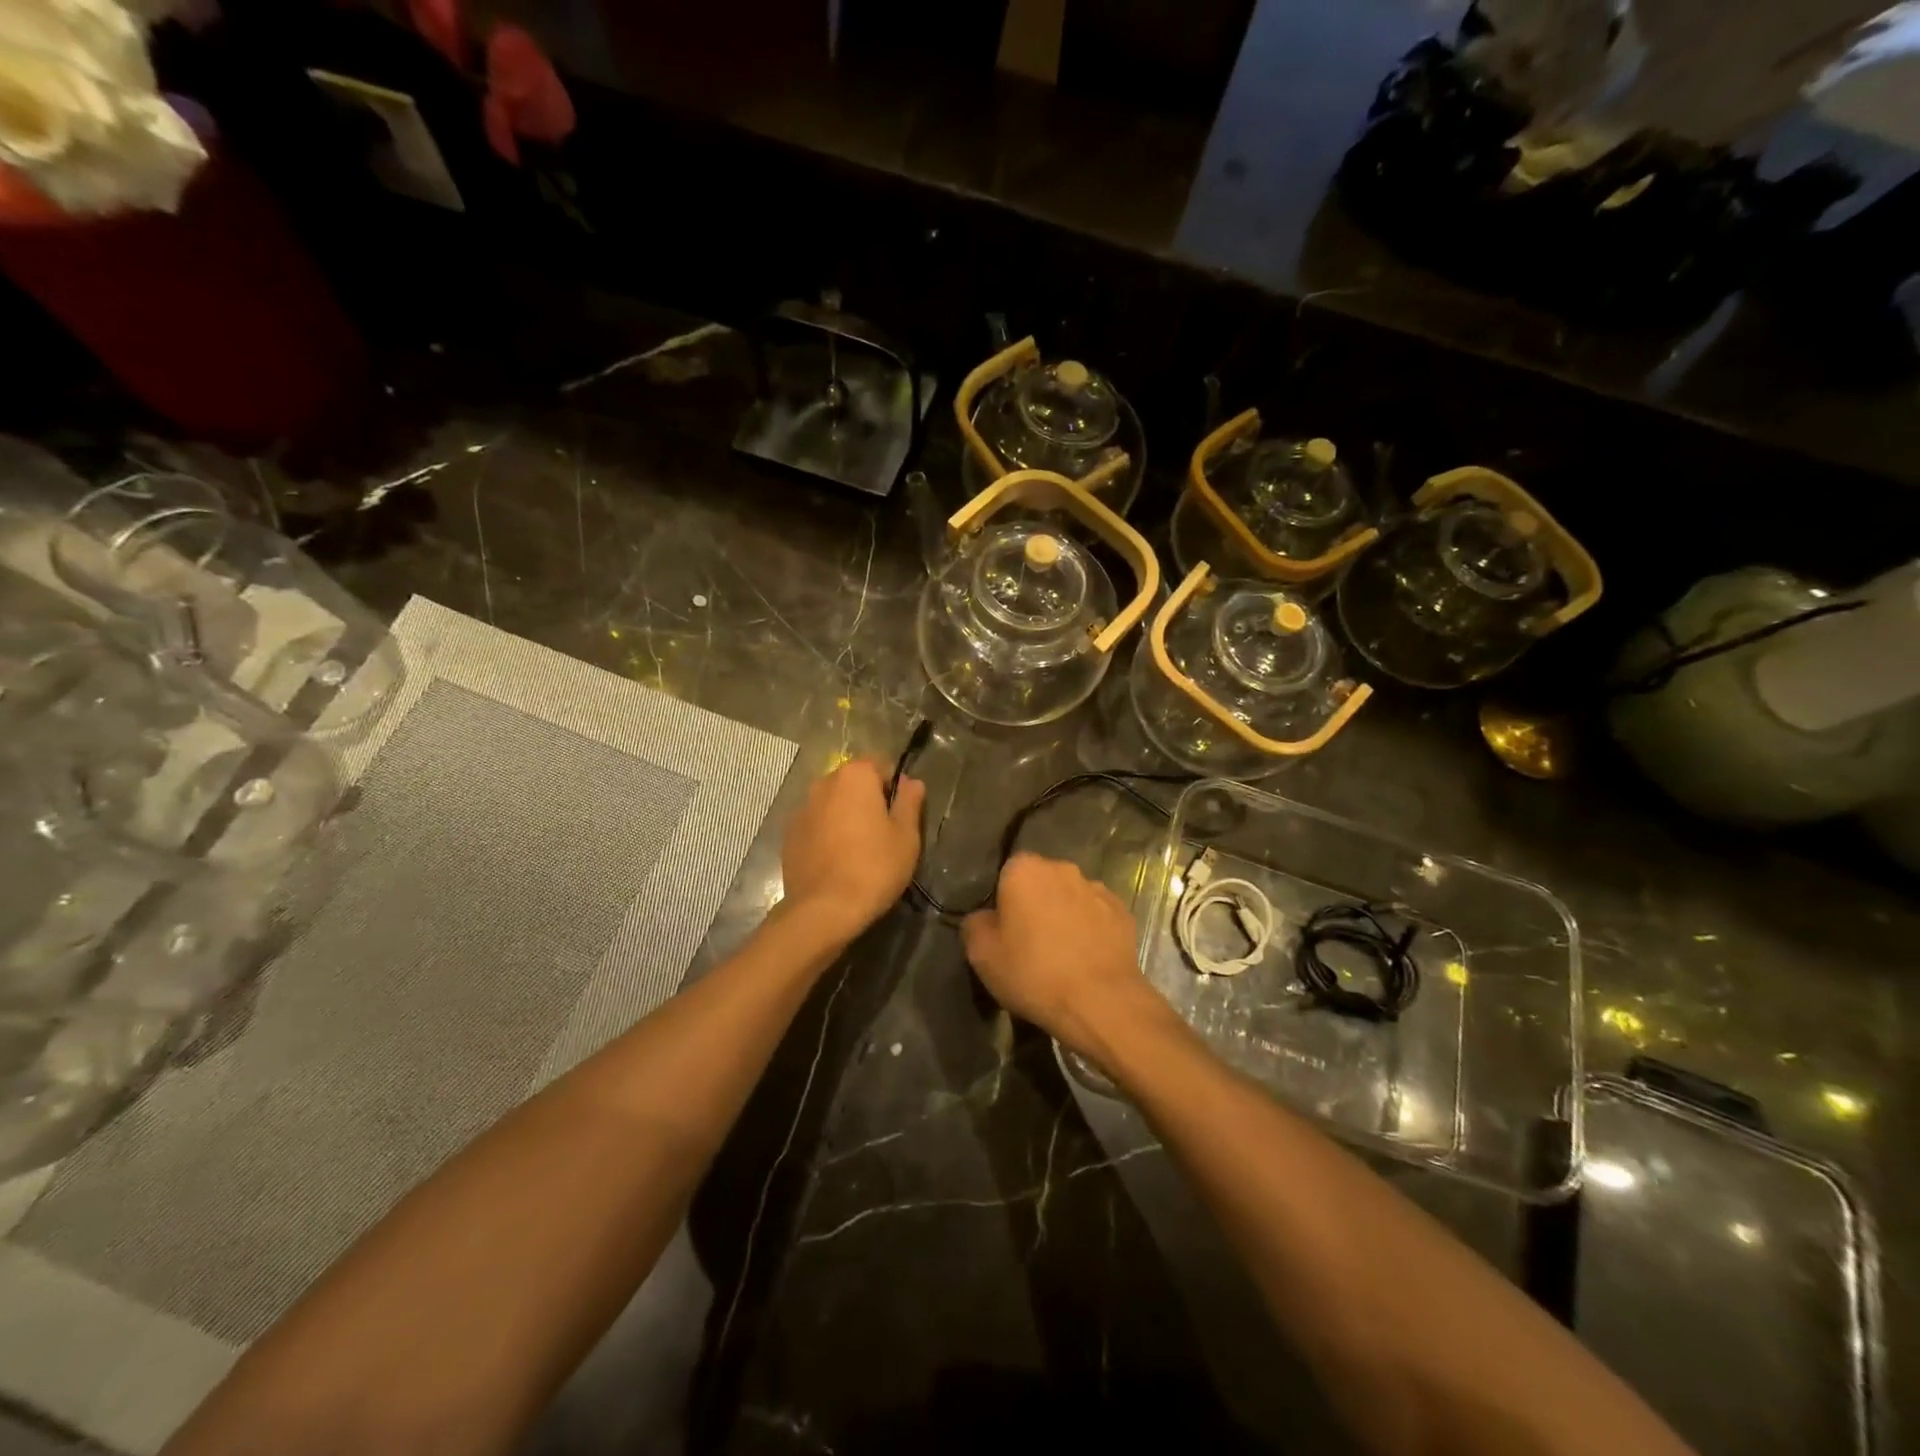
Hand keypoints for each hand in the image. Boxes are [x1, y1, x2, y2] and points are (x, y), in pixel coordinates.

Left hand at [780, 758, 924, 941]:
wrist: (824, 909)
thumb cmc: (874, 868)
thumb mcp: (906, 836)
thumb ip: (910, 802)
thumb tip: (911, 781)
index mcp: (855, 776)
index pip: (881, 765)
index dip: (894, 787)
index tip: (900, 815)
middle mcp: (824, 783)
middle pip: (854, 782)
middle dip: (868, 799)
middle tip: (882, 833)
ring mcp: (802, 808)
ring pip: (833, 803)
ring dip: (846, 815)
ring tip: (858, 849)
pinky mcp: (789, 834)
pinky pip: (816, 823)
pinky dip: (827, 833)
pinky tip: (836, 860)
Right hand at [961, 853, 1158, 1055]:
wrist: (1101, 1002)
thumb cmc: (1034, 973)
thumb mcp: (981, 955)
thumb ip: (975, 924)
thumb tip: (984, 918)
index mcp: (1025, 869)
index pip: (1007, 872)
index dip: (1003, 900)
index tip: (1003, 930)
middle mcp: (1063, 868)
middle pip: (1041, 881)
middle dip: (1035, 903)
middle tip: (1028, 942)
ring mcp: (1097, 889)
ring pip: (1070, 897)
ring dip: (1064, 915)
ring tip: (1061, 954)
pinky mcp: (1123, 912)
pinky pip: (1096, 915)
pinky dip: (1090, 930)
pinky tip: (1085, 959)